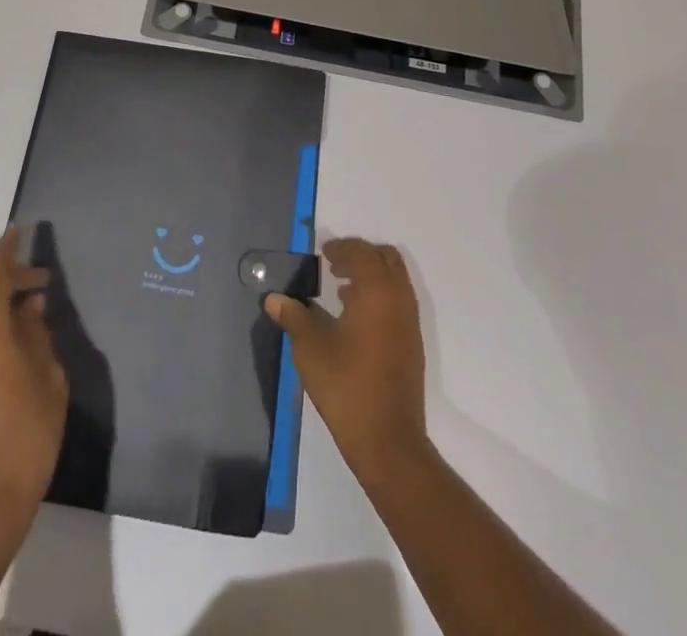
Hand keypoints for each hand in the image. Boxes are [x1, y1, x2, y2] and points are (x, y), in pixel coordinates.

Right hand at [265, 236, 428, 480]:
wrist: (388, 440)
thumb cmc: (346, 385)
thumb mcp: (310, 348)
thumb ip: (293, 316)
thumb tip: (274, 299)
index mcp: (377, 291)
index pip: (363, 252)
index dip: (342, 247)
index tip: (323, 253)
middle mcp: (399, 299)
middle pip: (386, 259)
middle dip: (361, 256)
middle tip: (333, 266)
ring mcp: (410, 323)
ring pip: (395, 281)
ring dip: (371, 277)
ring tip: (340, 291)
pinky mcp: (412, 345)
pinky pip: (398, 303)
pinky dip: (379, 297)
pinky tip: (354, 320)